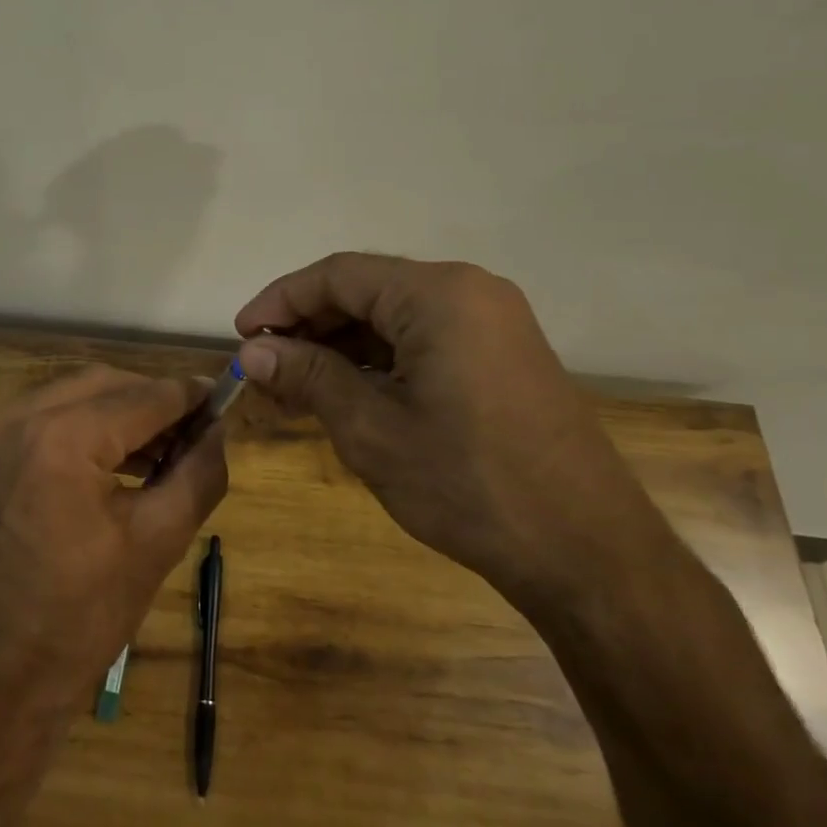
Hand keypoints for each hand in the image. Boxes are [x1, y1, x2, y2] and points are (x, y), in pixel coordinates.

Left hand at [0, 365, 228, 713]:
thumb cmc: (79, 620)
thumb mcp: (157, 543)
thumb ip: (199, 473)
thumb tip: (218, 429)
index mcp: (60, 439)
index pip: (145, 396)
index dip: (190, 398)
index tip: (223, 406)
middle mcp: (16, 417)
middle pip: (106, 384)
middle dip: (154, 402)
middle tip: (194, 434)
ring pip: (74, 394)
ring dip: (120, 413)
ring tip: (162, 451)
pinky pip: (44, 416)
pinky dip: (84, 426)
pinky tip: (116, 460)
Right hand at [235, 253, 675, 615]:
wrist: (585, 550)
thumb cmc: (468, 483)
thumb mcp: (372, 428)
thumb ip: (309, 375)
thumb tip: (253, 350)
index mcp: (438, 294)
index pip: (338, 275)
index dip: (280, 301)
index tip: (241, 336)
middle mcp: (469, 292)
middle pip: (367, 291)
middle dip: (309, 327)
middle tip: (265, 370)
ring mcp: (493, 323)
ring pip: (394, 318)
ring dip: (341, 347)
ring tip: (296, 388)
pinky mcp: (502, 355)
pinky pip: (425, 340)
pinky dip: (379, 361)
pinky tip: (348, 394)